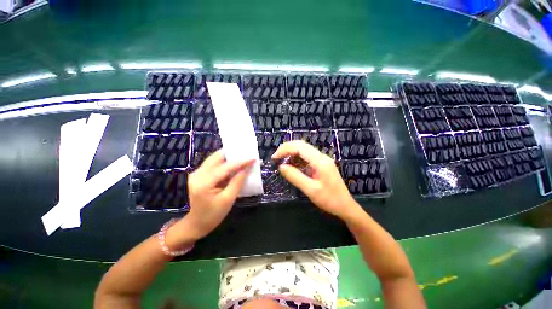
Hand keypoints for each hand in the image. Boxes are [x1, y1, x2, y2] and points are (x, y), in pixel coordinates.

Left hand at [167, 150, 253, 245]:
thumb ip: (238, 181)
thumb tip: (247, 168)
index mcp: (204, 183)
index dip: (240, 162)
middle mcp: (197, 174)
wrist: (196, 224)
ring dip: (229, 157)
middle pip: (217, 157)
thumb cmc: (213, 215)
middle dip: (233, 154)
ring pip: (215, 158)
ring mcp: (196, 173)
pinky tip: (233, 164)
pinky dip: (224, 162)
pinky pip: (213, 163)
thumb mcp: (228, 199)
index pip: (225, 167)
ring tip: (242, 157)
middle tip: (247, 154)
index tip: (253, 158)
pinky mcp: (199, 174)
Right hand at [272, 140, 358, 219]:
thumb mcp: (310, 190)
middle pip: (301, 145)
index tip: (274, 158)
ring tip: (281, 161)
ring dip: (291, 153)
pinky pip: (306, 157)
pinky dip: (297, 159)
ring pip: (303, 150)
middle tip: (276, 158)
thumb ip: (295, 177)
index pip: (300, 147)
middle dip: (287, 149)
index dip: (285, 149)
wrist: (345, 206)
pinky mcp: (321, 164)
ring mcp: (322, 160)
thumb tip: (281, 167)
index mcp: (320, 161)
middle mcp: (321, 157)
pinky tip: (291, 165)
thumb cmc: (329, 200)